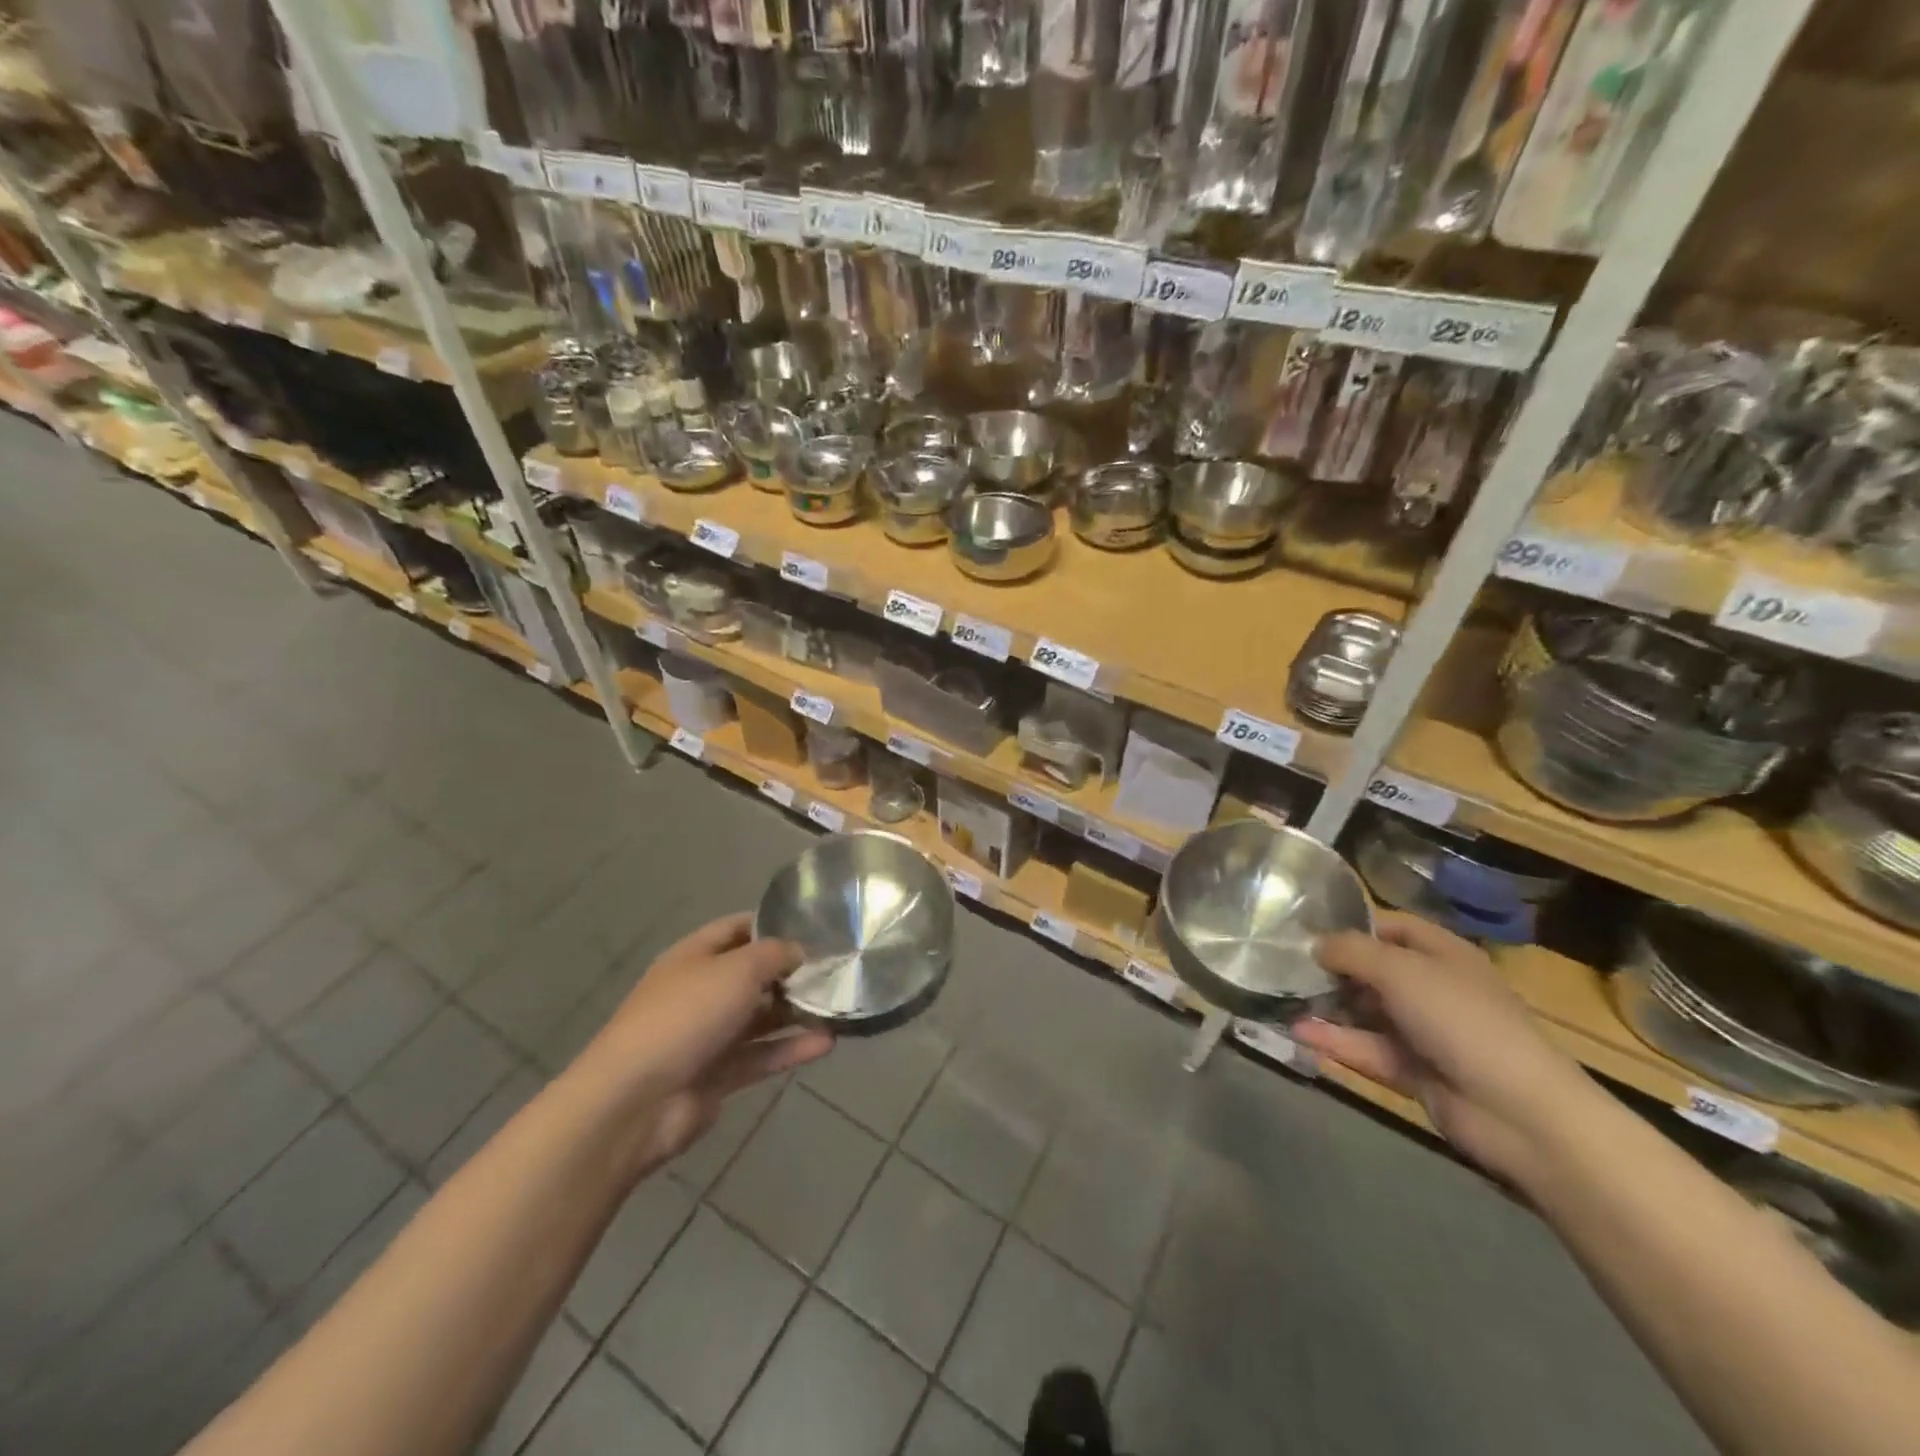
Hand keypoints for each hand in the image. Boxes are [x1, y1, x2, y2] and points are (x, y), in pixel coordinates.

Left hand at [567, 913, 834, 1180]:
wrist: (635, 1101)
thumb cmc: (685, 1016)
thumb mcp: (737, 969)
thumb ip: (775, 954)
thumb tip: (801, 952)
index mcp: (694, 956)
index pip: (737, 929)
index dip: (773, 924)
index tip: (814, 928)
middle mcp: (700, 991)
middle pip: (752, 975)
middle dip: (791, 973)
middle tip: (837, 970)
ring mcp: (707, 1036)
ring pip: (760, 1018)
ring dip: (796, 1013)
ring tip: (840, 1007)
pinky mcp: (717, 1075)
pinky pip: (761, 1056)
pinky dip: (790, 1049)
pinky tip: (827, 1043)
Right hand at [1291, 912, 1594, 1182]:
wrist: (1519, 1113)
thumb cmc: (1462, 1020)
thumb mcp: (1400, 970)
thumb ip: (1350, 951)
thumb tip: (1314, 945)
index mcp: (1442, 954)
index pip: (1391, 927)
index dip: (1352, 924)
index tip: (1304, 927)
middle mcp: (1432, 988)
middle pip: (1372, 970)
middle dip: (1330, 967)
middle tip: (1282, 965)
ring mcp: (1423, 1032)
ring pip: (1365, 1012)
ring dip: (1326, 1006)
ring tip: (1279, 998)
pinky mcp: (1412, 1071)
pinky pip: (1366, 1049)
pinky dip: (1334, 1041)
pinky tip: (1296, 1032)